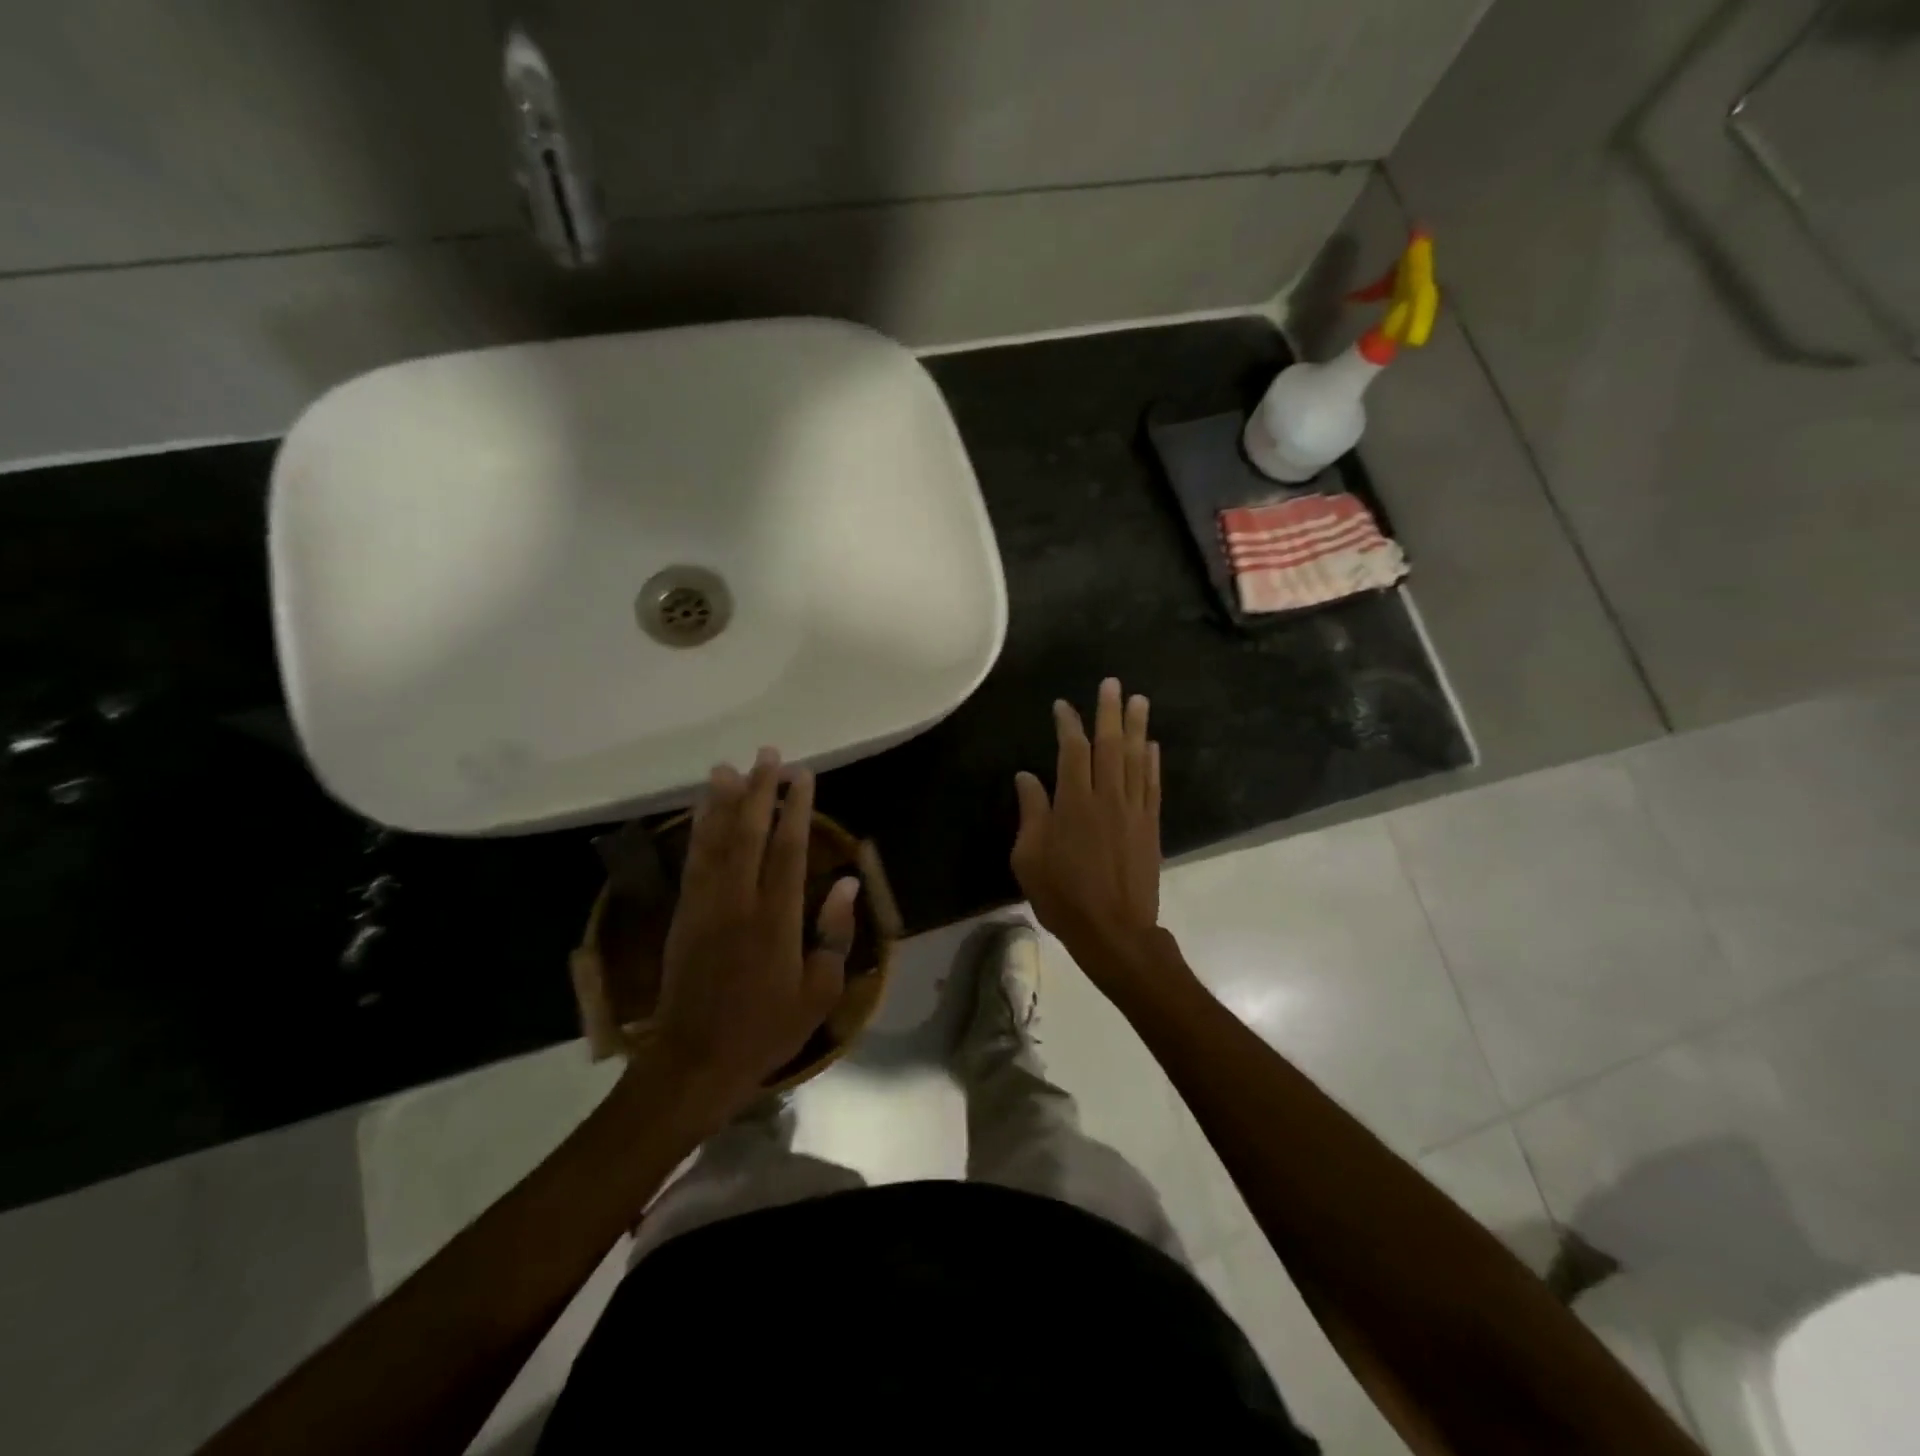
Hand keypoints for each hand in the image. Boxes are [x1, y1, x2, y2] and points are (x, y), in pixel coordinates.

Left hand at [642, 749, 858, 1119]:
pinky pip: (692, 862)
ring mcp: (705, 906)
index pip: (788, 850)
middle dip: (760, 791)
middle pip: (749, 834)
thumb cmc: (766, 1029)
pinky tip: (702, 811)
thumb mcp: (819, 992)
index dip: (796, 809)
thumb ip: (835, 933)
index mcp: (776, 921)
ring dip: (723, 801)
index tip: (803, 776)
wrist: (695, 1061)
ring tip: (730, 767)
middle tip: (769, 755)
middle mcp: (738, 903)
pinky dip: (698, 830)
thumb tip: (846, 882)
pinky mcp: (683, 915)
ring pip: (715, 841)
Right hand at [1011, 678, 1163, 984]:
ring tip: (1138, 700)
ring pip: (1135, 758)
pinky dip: (1152, 762)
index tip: (1063, 706)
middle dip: (1109, 711)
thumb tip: (1026, 777)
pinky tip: (1152, 745)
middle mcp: (1107, 798)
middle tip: (1112, 683)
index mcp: (1074, 803)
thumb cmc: (1063, 896)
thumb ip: (1031, 813)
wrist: (1114, 931)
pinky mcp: (1150, 826)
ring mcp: (1133, 811)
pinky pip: (1152, 785)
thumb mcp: (1029, 858)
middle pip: (1110, 745)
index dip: (1068, 724)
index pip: (1072, 751)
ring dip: (1137, 727)